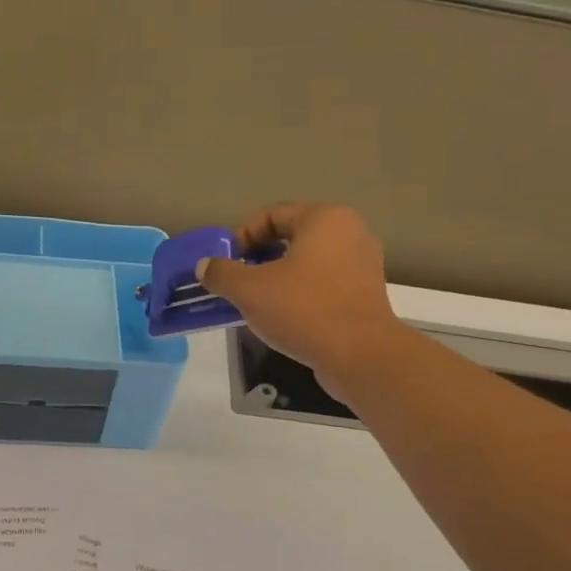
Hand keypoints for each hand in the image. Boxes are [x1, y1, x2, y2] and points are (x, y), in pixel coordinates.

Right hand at [197, 202, 402, 400]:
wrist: (359, 356)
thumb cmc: (303, 310)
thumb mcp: (250, 290)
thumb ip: (222, 273)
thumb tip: (204, 266)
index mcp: (324, 219)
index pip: (272, 214)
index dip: (243, 236)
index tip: (227, 264)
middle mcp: (349, 233)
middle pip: (291, 237)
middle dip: (259, 258)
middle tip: (238, 282)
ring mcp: (362, 264)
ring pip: (308, 262)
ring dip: (278, 277)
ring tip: (257, 302)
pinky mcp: (365, 294)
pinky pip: (324, 284)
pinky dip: (300, 293)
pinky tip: (284, 317)